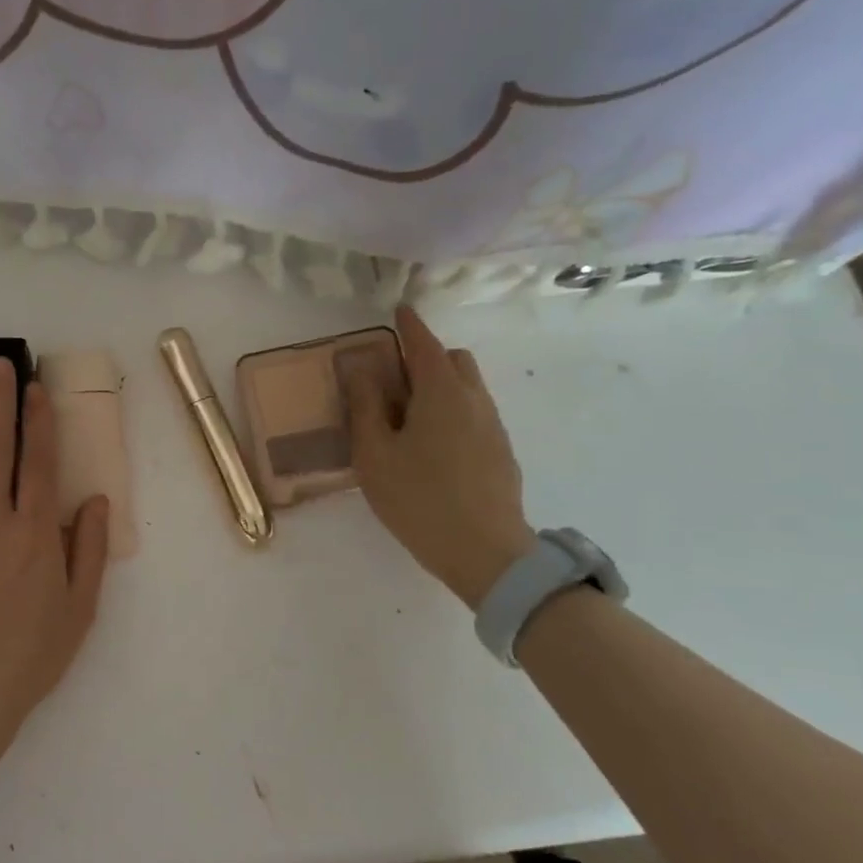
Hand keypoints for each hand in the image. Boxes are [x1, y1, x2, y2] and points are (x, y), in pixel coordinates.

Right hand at [346, 307, 535, 610]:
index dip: (410, 325)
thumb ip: (365, 407)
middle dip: (427, 357)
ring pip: (468, 389)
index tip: (399, 310)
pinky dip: (452, 412)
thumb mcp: (375, 454)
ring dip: (440, 387)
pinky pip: (474, 414)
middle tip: (394, 379)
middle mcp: (474, 399)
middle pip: (454, 361)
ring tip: (408, 418)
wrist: (485, 552)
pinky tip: (431, 447)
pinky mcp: (500, 453)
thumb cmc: (418, 498)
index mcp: (441, 392)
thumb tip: (362, 368)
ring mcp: (493, 427)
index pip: (425, 344)